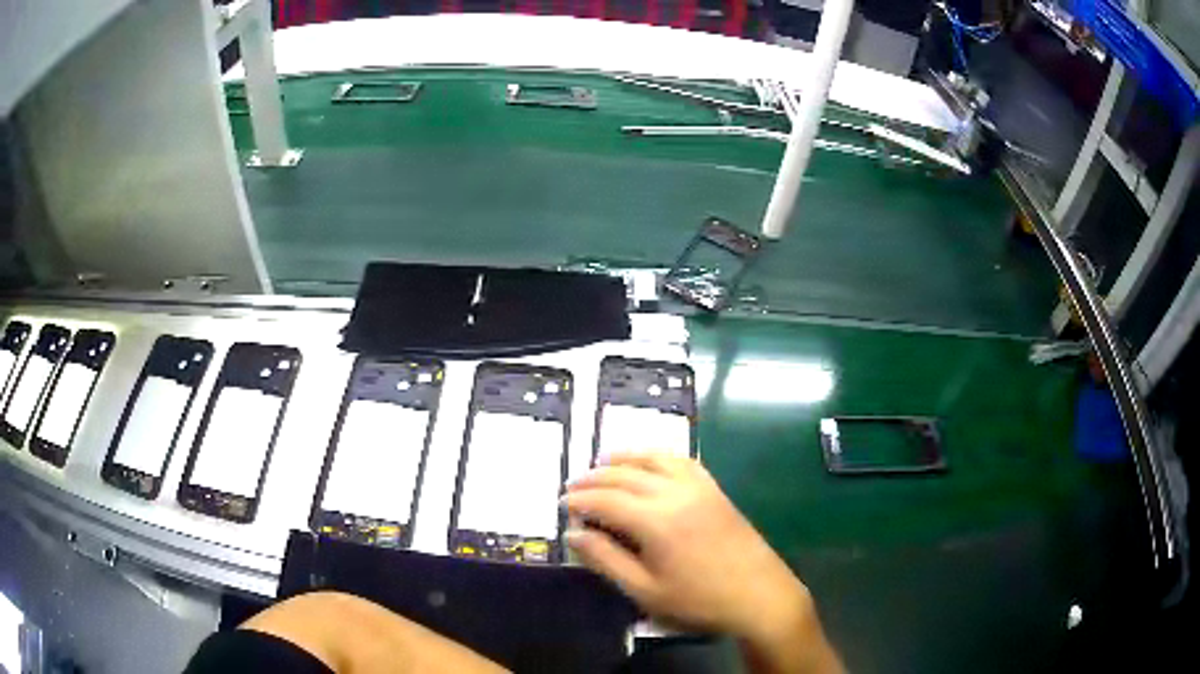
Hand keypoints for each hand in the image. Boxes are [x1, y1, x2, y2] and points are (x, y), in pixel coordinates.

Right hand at [563, 454, 840, 673]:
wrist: (759, 596)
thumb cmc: (698, 601)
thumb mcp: (645, 590)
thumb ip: (606, 559)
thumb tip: (574, 534)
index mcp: (655, 520)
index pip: (606, 499)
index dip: (580, 500)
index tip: (562, 505)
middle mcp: (675, 493)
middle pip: (626, 474)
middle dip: (595, 477)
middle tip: (573, 485)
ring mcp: (699, 488)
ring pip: (654, 459)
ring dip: (625, 457)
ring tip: (603, 462)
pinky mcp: (715, 490)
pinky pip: (683, 461)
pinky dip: (659, 456)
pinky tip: (651, 462)